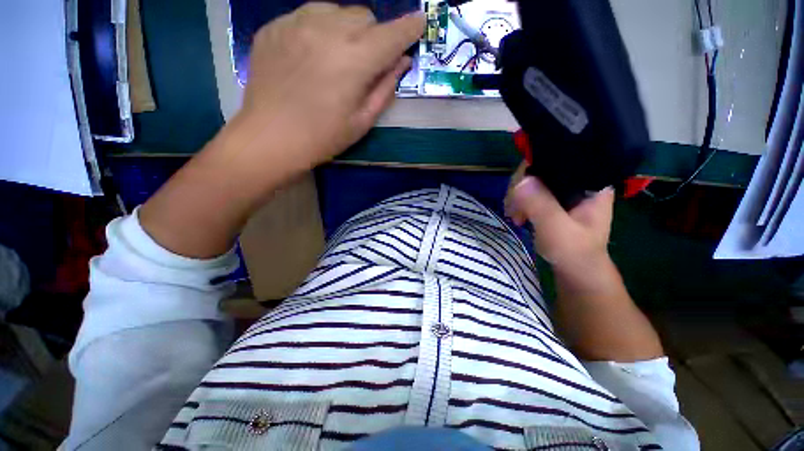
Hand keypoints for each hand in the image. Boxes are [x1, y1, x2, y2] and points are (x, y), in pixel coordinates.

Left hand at [236, 3, 423, 169]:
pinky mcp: (275, 26)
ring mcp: (297, 23)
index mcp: (354, 60)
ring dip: (347, 28)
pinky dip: (321, 29)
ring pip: (337, 10)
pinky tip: (313, 53)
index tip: (419, 22)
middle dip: (374, 35)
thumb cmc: (322, 137)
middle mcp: (327, 30)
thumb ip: (385, 89)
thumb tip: (401, 62)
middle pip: (365, 16)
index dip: (408, 28)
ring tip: (339, 55)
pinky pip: (308, 15)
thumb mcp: (362, 121)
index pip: (391, 35)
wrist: (270, 138)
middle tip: (367, 61)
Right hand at [506, 165, 614, 274]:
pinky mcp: (552, 201)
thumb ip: (541, 204)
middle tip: (513, 209)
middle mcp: (576, 181)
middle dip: (520, 188)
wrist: (576, 272)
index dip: (532, 169)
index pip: (557, 158)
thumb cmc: (574, 252)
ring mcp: (563, 191)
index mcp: (589, 182)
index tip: (518, 191)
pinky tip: (517, 216)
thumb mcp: (557, 229)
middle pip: (540, 168)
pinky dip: (518, 202)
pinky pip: (529, 192)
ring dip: (516, 197)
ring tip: (514, 216)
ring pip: (531, 181)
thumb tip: (520, 181)